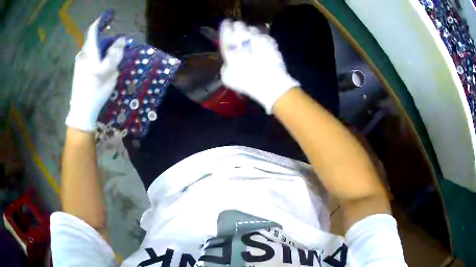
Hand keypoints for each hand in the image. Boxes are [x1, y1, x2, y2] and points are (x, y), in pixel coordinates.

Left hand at [65, 18, 125, 131]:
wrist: (82, 110)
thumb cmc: (96, 90)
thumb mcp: (109, 72)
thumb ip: (115, 53)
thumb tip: (120, 40)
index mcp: (88, 53)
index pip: (93, 30)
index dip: (101, 21)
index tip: (109, 17)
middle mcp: (82, 55)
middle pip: (94, 41)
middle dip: (104, 40)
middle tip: (114, 47)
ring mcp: (78, 64)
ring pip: (92, 50)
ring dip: (100, 50)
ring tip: (109, 61)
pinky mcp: (78, 71)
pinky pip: (89, 58)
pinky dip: (96, 57)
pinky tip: (101, 68)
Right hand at [219, 20, 299, 113]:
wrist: (269, 81)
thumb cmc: (244, 80)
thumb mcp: (226, 77)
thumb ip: (226, 65)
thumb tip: (229, 62)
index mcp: (229, 43)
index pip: (225, 27)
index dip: (225, 25)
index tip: (226, 25)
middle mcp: (244, 36)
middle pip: (239, 24)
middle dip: (237, 27)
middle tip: (237, 33)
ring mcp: (259, 37)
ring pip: (253, 28)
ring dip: (250, 32)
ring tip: (251, 40)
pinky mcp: (271, 42)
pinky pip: (264, 36)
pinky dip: (262, 39)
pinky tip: (263, 46)